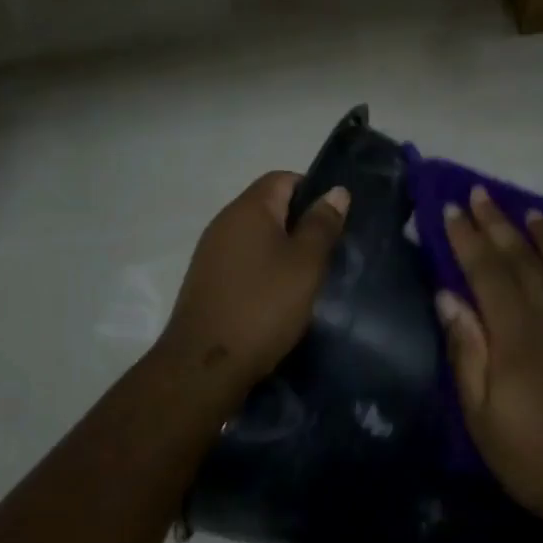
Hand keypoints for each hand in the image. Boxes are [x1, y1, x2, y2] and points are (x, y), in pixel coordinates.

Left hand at [159, 171, 350, 395]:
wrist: (206, 363)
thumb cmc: (263, 306)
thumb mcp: (305, 264)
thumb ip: (322, 225)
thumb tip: (336, 190)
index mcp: (248, 208)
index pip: (283, 178)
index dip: (313, 192)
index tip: (335, 222)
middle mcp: (224, 222)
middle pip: (268, 206)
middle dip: (300, 224)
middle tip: (328, 253)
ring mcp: (211, 252)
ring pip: (256, 237)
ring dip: (282, 250)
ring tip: (307, 278)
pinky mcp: (207, 281)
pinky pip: (243, 261)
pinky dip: (263, 270)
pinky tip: (279, 297)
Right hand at [436, 186, 542, 528]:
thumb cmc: (533, 457)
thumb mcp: (481, 414)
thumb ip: (467, 351)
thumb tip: (448, 297)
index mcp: (516, 332)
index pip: (485, 269)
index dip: (466, 236)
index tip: (450, 207)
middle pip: (524, 257)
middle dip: (498, 222)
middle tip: (480, 193)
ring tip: (531, 212)